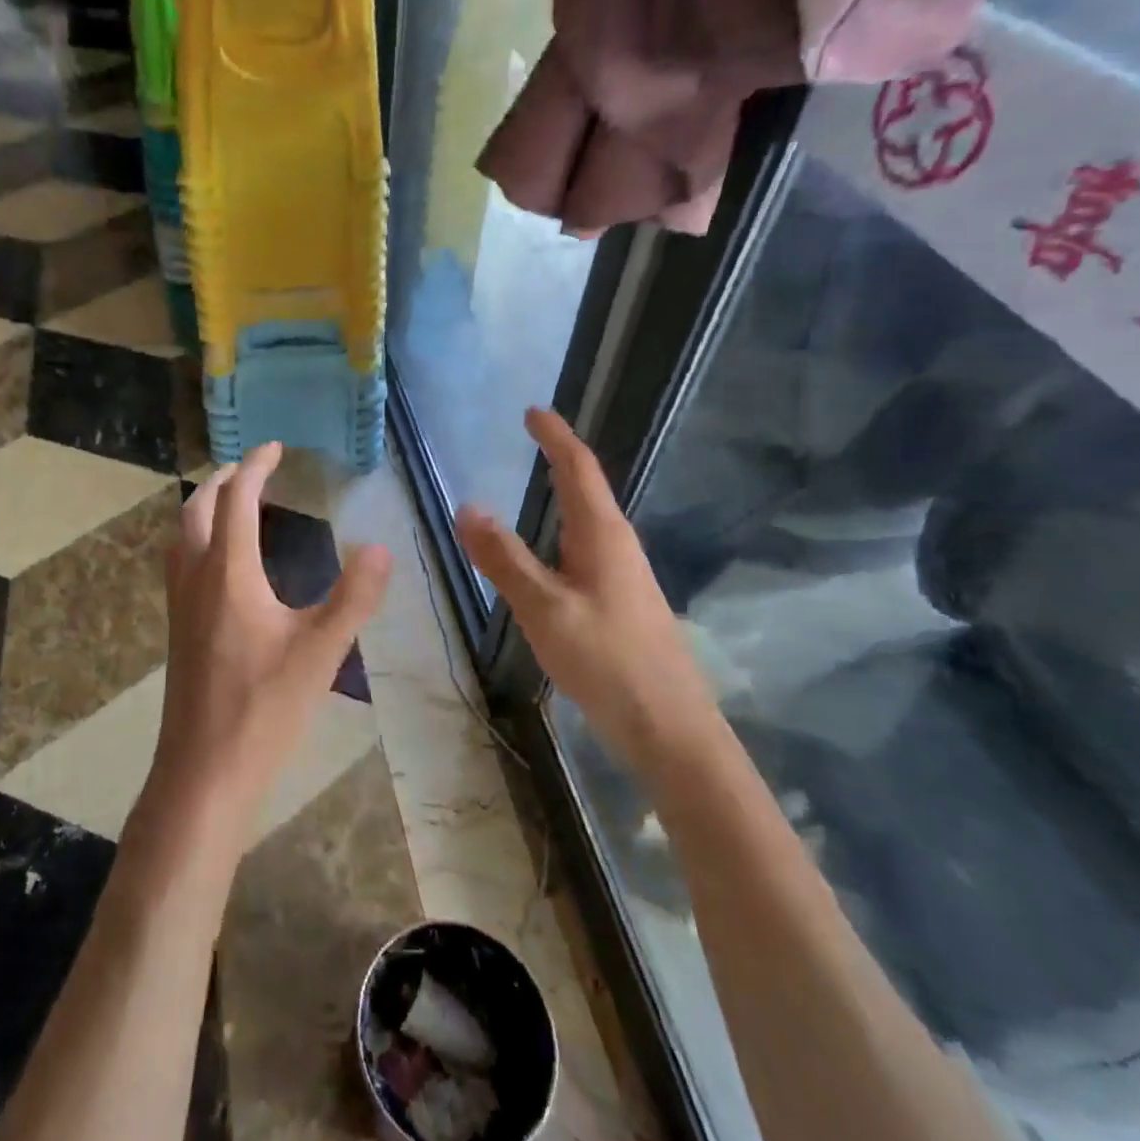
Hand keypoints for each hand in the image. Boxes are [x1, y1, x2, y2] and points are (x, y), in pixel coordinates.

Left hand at [149, 442, 391, 842]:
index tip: (275, 448)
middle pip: (198, 508)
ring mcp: (180, 603)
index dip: (256, 467)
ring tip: (233, 502)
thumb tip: (380, 548)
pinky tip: (221, 562)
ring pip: (182, 534)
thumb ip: (353, 596)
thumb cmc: (264, 708)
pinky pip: (181, 560)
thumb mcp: (321, 651)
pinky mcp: (177, 627)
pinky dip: (198, 537)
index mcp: (228, 572)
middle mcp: (196, 577)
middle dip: (223, 479)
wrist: (203, 771)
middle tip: (252, 468)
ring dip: (204, 506)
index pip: (238, 499)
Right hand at [455, 408, 714, 770]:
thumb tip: (467, 507)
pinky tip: (548, 554)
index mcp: (602, 536)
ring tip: (535, 483)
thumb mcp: (544, 608)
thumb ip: (504, 558)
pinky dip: (561, 532)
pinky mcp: (621, 602)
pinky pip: (585, 550)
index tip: (533, 411)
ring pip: (588, 521)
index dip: (556, 437)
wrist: (671, 729)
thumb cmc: (608, 661)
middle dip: (560, 458)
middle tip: (530, 439)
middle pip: (587, 489)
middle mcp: (618, 546)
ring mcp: (623, 575)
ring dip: (563, 494)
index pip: (578, 469)